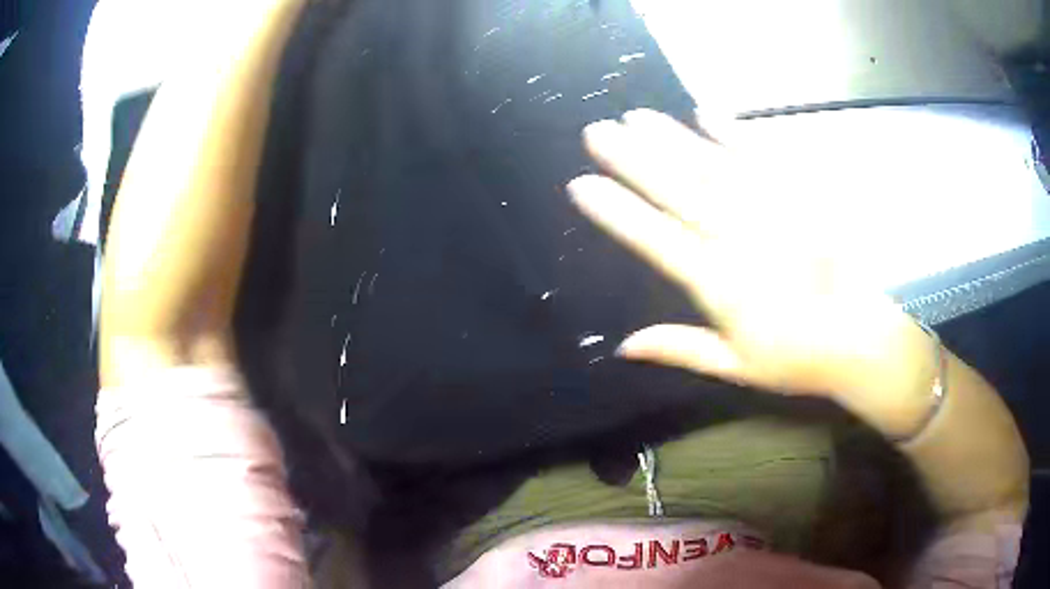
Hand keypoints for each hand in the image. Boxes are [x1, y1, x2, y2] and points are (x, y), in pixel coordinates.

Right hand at [568, 110, 934, 431]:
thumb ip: (680, 348)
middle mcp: (740, 238)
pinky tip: (703, 113)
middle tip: (597, 131)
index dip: (617, 211)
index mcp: (720, 284)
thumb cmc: (795, 357)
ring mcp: (771, 210)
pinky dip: (731, 131)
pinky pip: (760, 155)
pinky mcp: (798, 195)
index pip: (657, 239)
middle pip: (678, 190)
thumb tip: (623, 346)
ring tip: (635, 117)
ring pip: (711, 166)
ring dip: (670, 138)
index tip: (582, 184)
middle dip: (632, 158)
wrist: (858, 337)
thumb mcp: (735, 366)